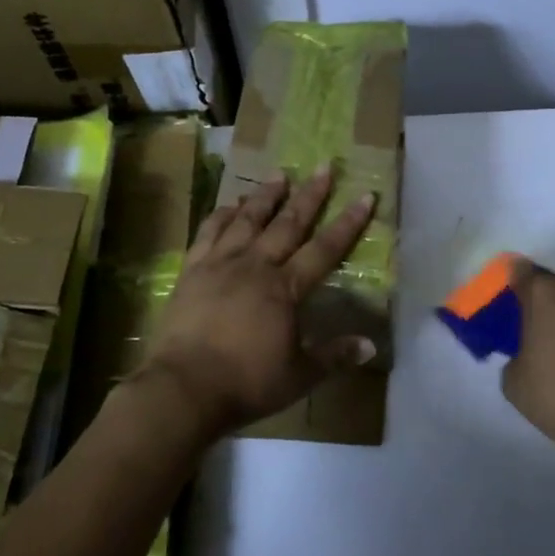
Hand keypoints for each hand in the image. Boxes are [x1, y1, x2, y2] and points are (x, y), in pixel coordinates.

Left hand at [138, 168, 376, 438]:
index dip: (347, 223)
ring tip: (279, 175)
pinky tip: (230, 204)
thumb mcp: (300, 376)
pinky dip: (222, 214)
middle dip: (309, 195)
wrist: (183, 388)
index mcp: (285, 289)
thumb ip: (335, 356)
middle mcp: (255, 266)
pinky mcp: (192, 271)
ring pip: (247, 220)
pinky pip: (209, 232)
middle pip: (287, 223)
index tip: (364, 196)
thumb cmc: (246, 383)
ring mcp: (220, 264)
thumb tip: (370, 345)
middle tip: (323, 167)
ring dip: (265, 196)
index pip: (324, 249)